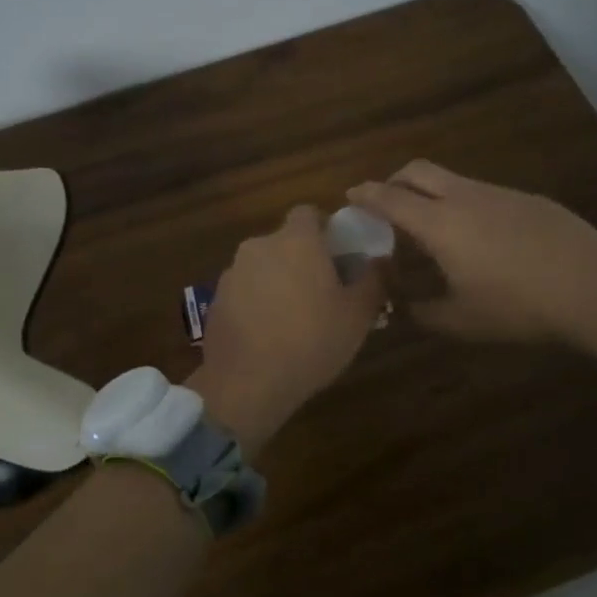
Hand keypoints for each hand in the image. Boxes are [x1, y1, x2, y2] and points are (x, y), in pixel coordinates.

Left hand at [188, 206, 385, 452]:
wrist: (247, 382)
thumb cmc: (312, 341)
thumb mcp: (358, 315)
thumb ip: (374, 279)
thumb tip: (381, 260)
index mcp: (296, 241)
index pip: (309, 213)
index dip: (325, 229)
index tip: (339, 256)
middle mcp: (260, 246)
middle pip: (285, 242)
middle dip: (302, 259)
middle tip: (323, 292)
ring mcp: (232, 272)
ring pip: (263, 266)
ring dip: (278, 281)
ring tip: (294, 318)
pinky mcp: (215, 299)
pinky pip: (243, 291)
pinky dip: (256, 303)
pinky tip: (267, 334)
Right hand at [347, 161, 596, 394]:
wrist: (596, 290)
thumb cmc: (518, 307)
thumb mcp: (460, 321)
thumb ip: (420, 312)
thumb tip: (398, 307)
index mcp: (440, 224)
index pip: (390, 198)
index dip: (365, 195)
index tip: (350, 195)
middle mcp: (465, 198)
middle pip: (418, 171)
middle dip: (393, 180)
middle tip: (385, 203)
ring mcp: (500, 194)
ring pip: (452, 179)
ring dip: (430, 192)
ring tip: (431, 225)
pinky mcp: (529, 200)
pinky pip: (482, 192)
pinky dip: (463, 203)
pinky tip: (479, 236)